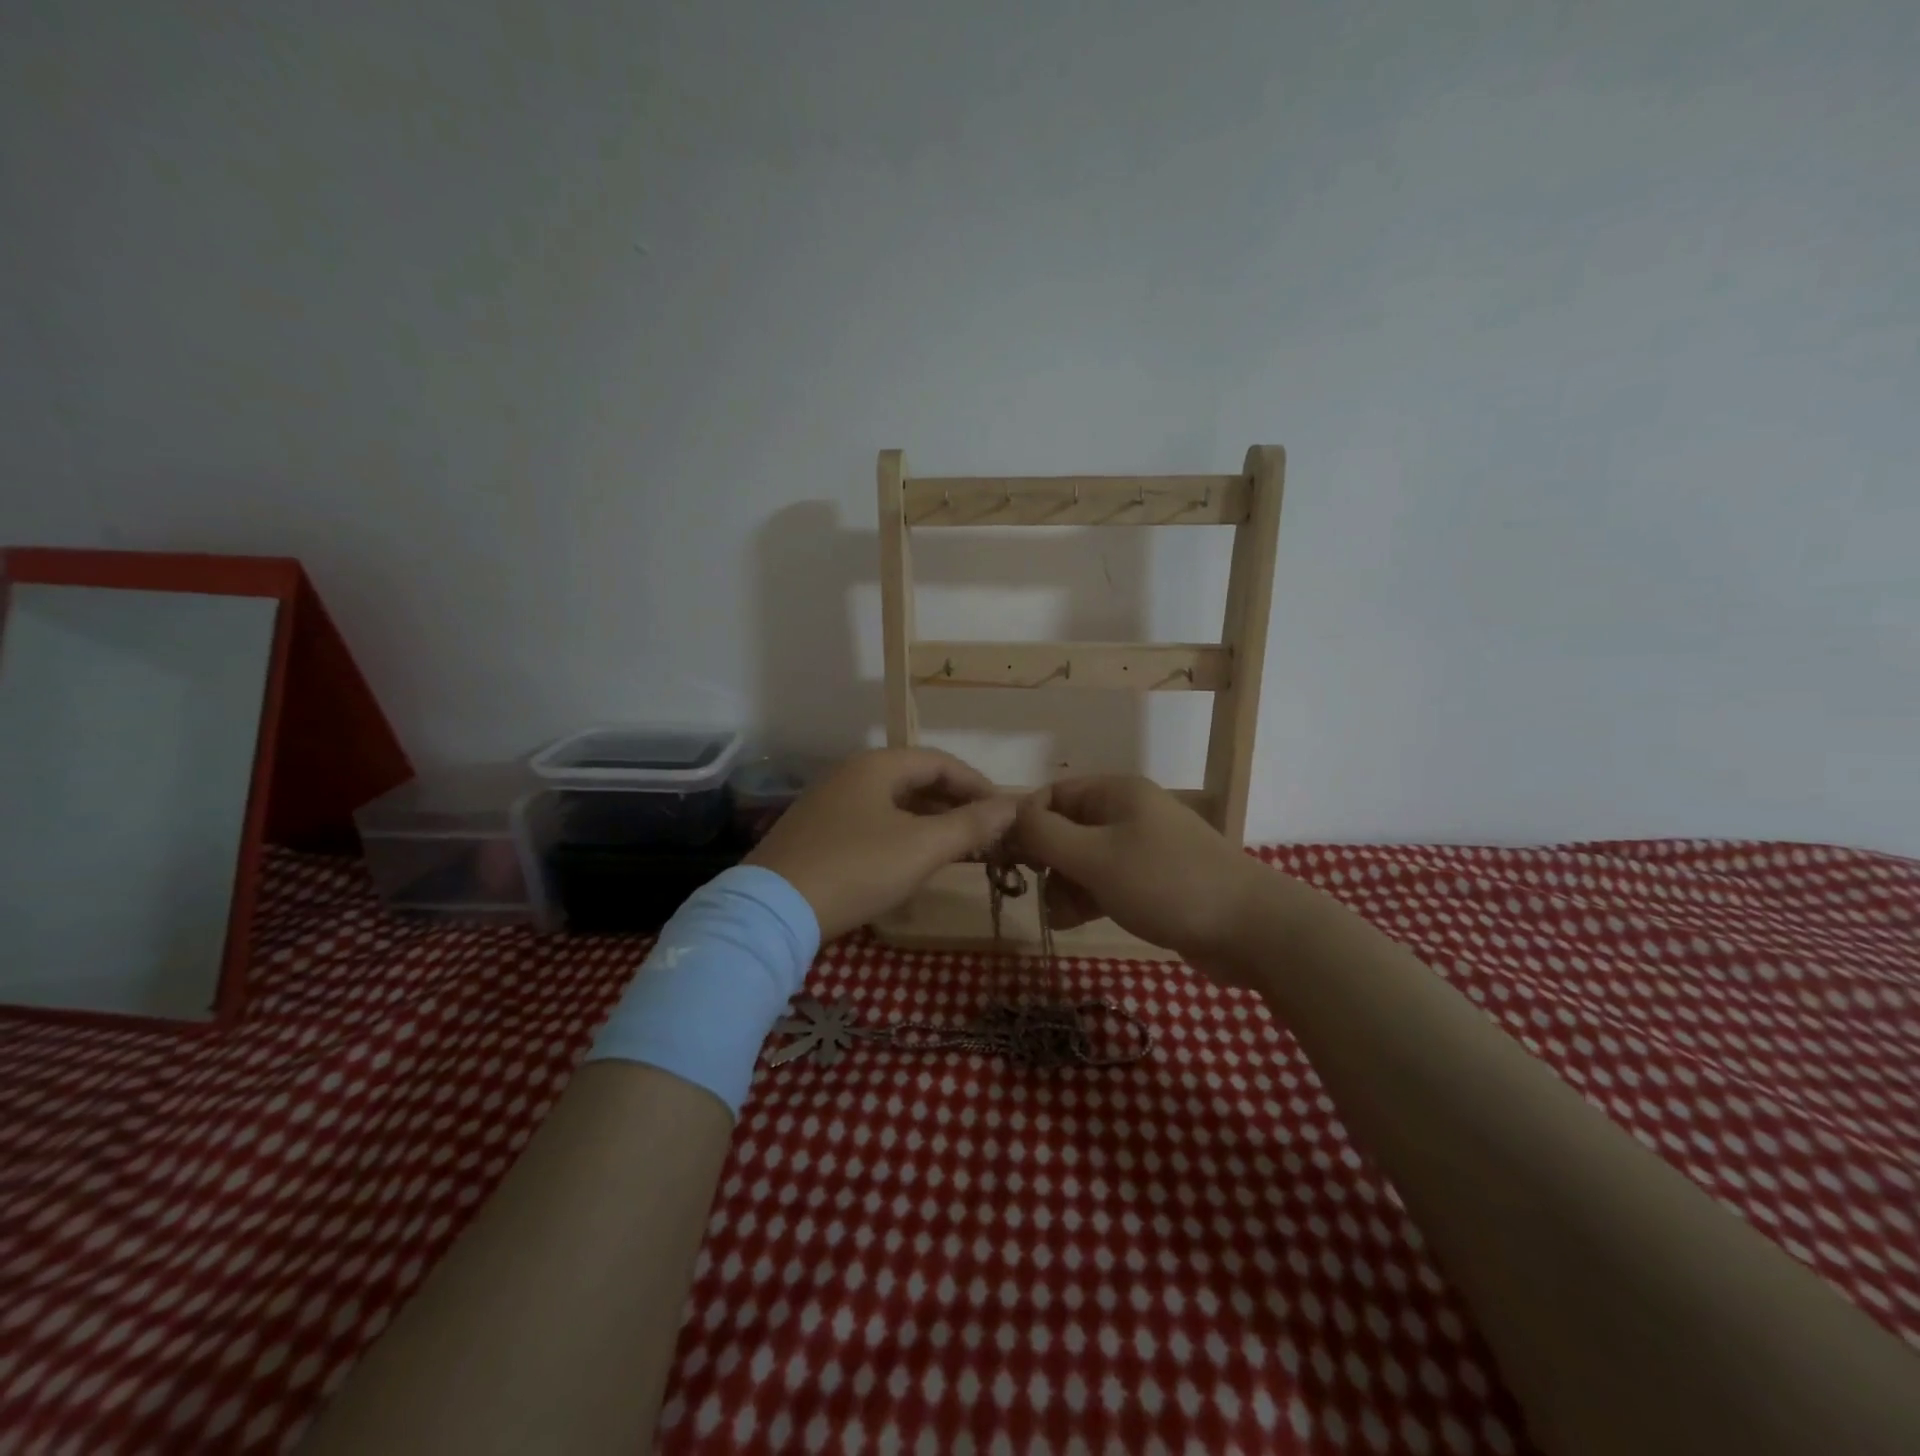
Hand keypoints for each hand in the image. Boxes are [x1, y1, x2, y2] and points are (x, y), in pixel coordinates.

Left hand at [744, 747, 1016, 941]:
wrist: (773, 911)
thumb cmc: (857, 868)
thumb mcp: (922, 847)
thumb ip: (970, 824)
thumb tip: (1013, 806)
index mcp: (877, 766)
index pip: (941, 762)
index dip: (977, 785)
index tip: (1004, 813)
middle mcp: (851, 775)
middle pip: (917, 780)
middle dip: (956, 805)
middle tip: (986, 834)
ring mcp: (830, 803)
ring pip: (894, 804)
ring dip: (931, 822)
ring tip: (959, 849)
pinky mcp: (817, 834)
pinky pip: (873, 823)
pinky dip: (903, 835)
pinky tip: (913, 861)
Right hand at [1012, 776, 1274, 975]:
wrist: (1250, 929)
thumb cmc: (1164, 883)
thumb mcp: (1095, 857)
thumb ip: (1044, 835)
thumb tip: (1009, 818)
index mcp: (1115, 793)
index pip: (1052, 795)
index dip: (1026, 823)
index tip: (1008, 859)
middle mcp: (1127, 813)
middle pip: (1066, 828)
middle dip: (1046, 860)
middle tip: (1035, 890)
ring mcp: (1142, 848)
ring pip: (1084, 859)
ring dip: (1064, 884)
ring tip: (1060, 915)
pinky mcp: (1153, 882)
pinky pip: (1106, 882)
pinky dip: (1087, 897)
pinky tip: (1076, 921)